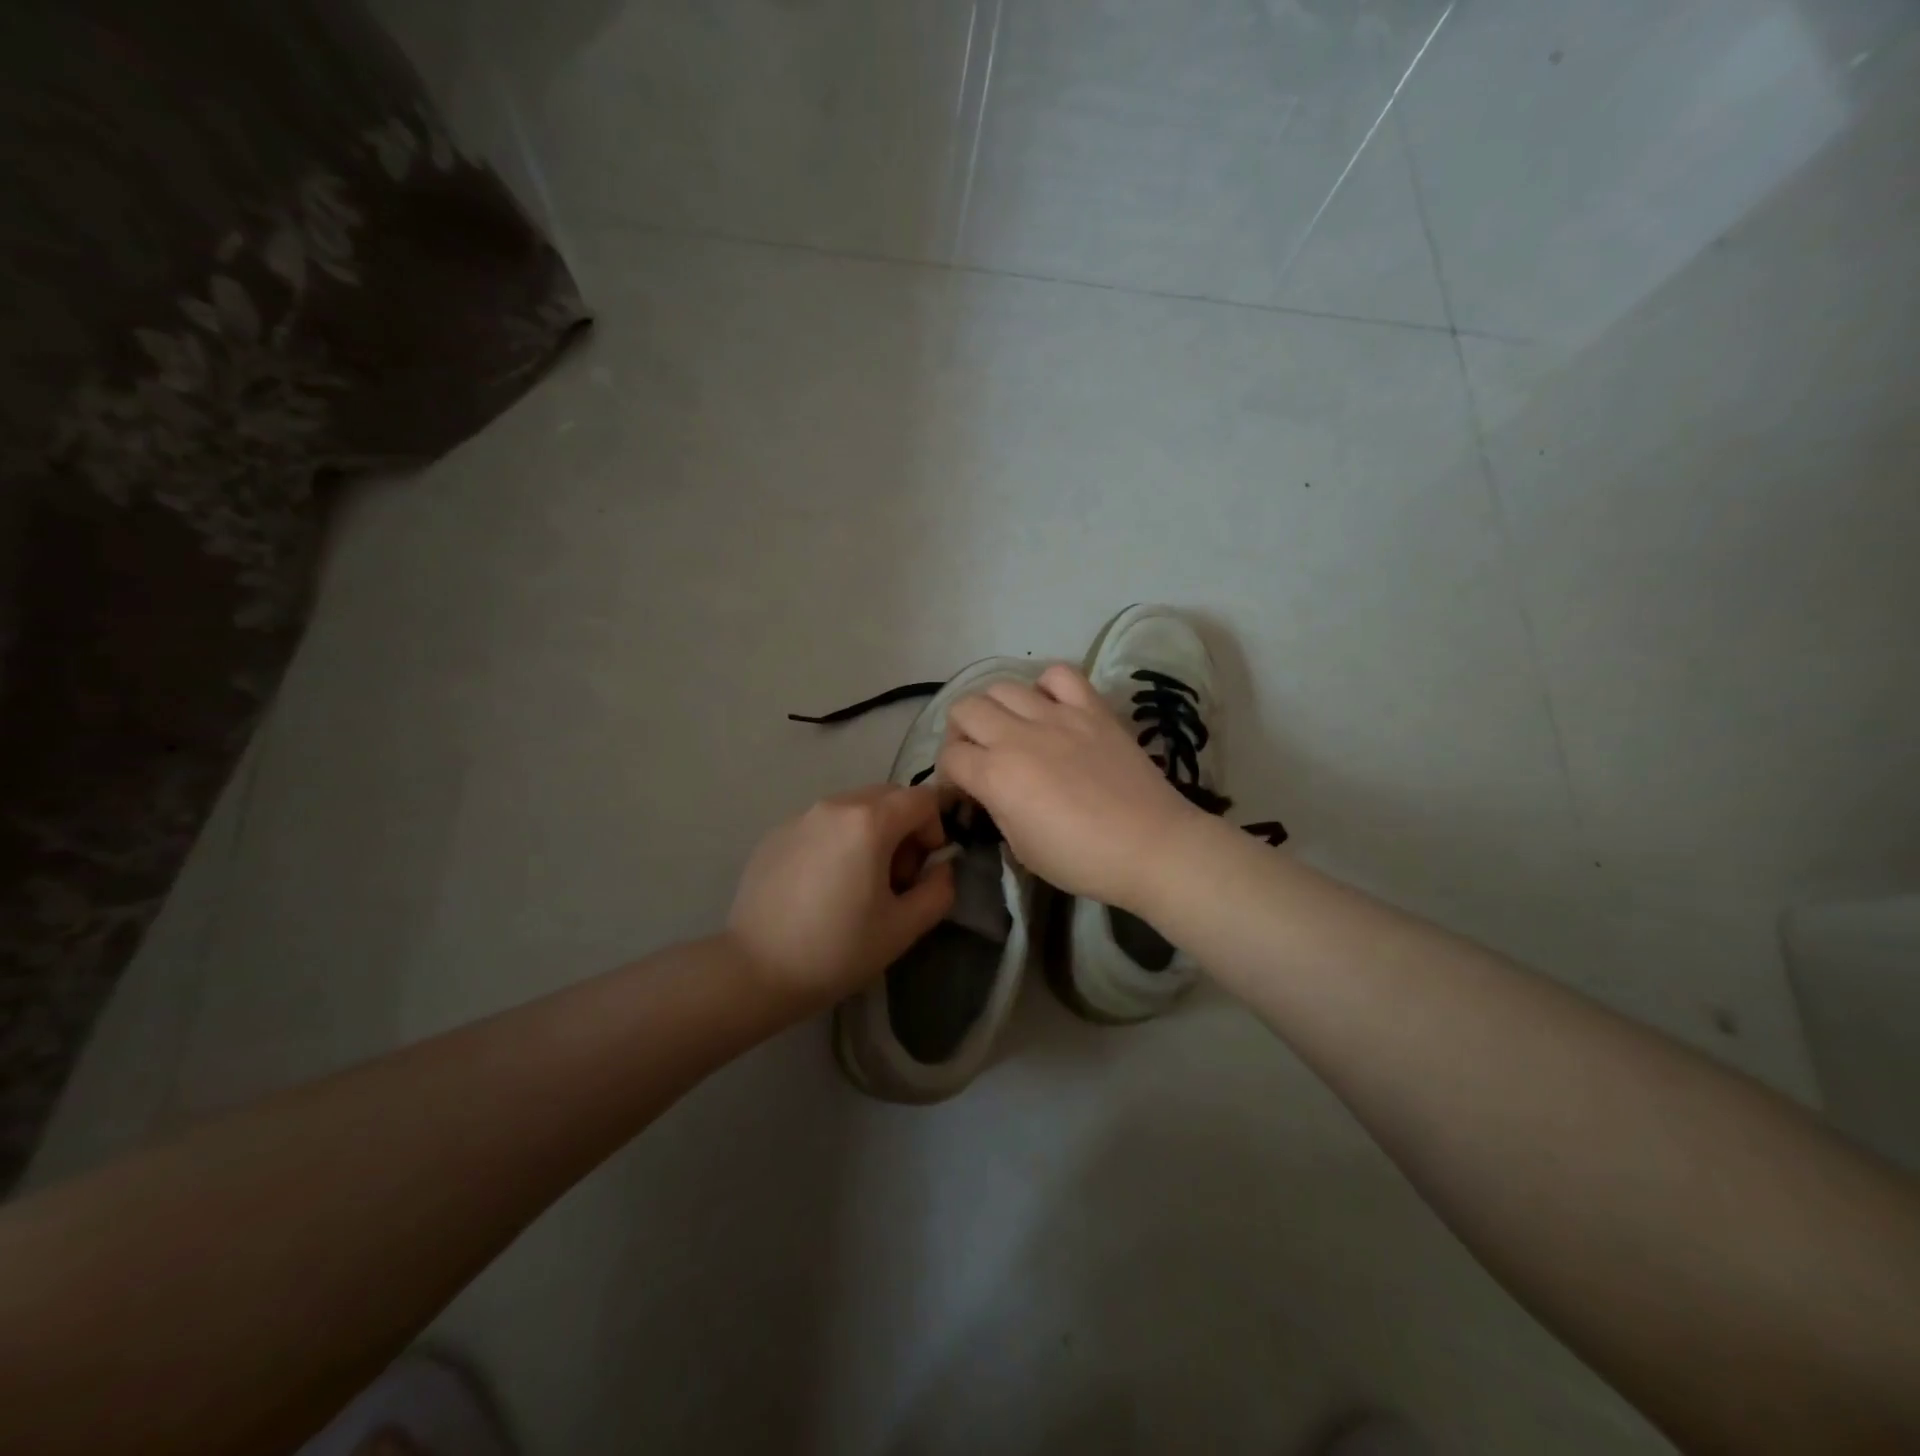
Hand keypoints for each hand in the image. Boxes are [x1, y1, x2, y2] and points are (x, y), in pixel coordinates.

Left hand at [726, 785, 954, 1017]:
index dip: (934, 829)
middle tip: (894, 877)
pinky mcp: (775, 833)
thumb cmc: (837, 950)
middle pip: (888, 796)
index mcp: (868, 822)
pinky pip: (822, 823)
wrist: (755, 971)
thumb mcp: (903, 928)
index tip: (921, 869)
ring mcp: (800, 816)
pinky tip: (822, 886)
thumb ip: (938, 890)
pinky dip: (837, 840)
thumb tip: (942, 868)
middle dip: (903, 828)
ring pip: (853, 807)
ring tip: (857, 882)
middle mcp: (834, 805)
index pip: (922, 799)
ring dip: (871, 832)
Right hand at [937, 664, 1203, 910]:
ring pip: (1003, 686)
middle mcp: (1018, 736)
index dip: (948, 776)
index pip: (950, 757)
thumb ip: (997, 809)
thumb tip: (989, 791)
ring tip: (1010, 728)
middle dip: (960, 732)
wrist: (1151, 847)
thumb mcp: (1022, 849)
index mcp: (996, 776)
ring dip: (995, 707)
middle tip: (977, 755)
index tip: (962, 792)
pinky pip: (1059, 675)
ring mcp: (1058, 716)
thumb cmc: (1083, 860)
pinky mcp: (1092, 709)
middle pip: (965, 709)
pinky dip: (1045, 686)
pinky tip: (1049, 707)